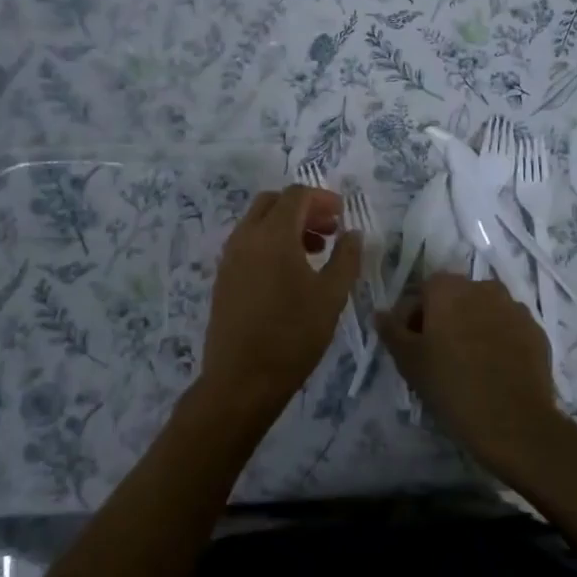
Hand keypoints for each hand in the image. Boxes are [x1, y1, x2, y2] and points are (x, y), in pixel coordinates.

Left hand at [198, 185, 361, 417]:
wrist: (241, 380)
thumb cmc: (292, 335)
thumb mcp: (331, 296)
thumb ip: (346, 258)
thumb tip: (353, 233)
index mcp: (273, 235)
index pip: (296, 195)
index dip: (322, 198)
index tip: (342, 216)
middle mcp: (246, 237)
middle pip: (273, 202)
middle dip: (303, 208)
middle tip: (329, 229)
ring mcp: (230, 257)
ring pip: (258, 222)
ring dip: (286, 225)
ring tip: (315, 252)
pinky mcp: (223, 278)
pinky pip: (248, 244)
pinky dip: (270, 243)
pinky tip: (289, 273)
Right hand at [375, 274, 571, 473]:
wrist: (514, 423)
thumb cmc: (452, 387)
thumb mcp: (410, 362)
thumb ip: (392, 331)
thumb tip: (380, 314)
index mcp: (448, 289)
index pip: (422, 291)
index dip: (412, 316)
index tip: (410, 345)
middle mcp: (483, 287)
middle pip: (455, 297)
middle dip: (443, 318)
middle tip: (436, 354)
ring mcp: (514, 307)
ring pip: (484, 311)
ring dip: (472, 326)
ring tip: (467, 362)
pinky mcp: (536, 330)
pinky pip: (508, 328)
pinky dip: (498, 339)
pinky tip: (493, 368)